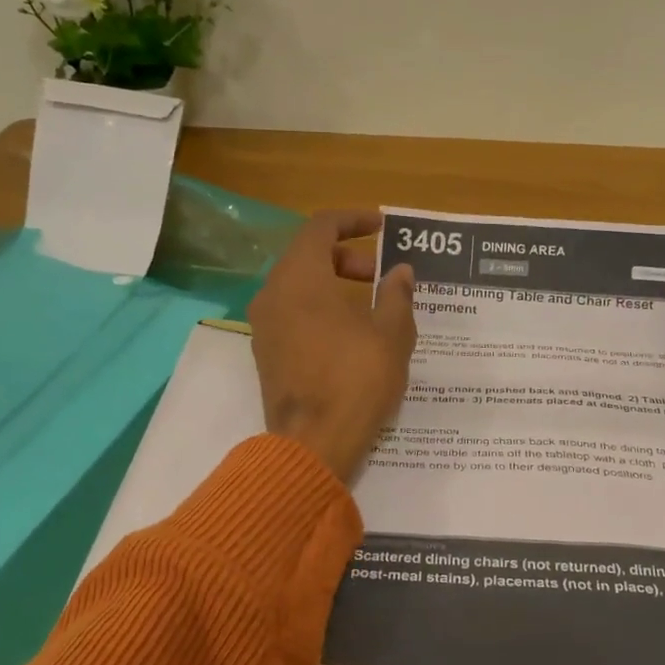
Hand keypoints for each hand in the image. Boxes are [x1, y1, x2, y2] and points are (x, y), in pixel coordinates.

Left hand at [247, 210, 416, 480]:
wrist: (312, 444)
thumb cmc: (356, 380)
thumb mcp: (391, 334)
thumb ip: (397, 295)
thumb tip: (400, 271)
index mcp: (300, 277)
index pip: (321, 227)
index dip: (353, 220)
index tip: (382, 226)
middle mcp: (273, 293)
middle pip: (307, 256)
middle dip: (346, 257)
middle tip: (380, 276)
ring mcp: (264, 326)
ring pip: (298, 287)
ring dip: (333, 286)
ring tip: (370, 309)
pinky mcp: (265, 354)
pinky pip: (292, 314)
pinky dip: (319, 310)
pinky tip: (349, 336)